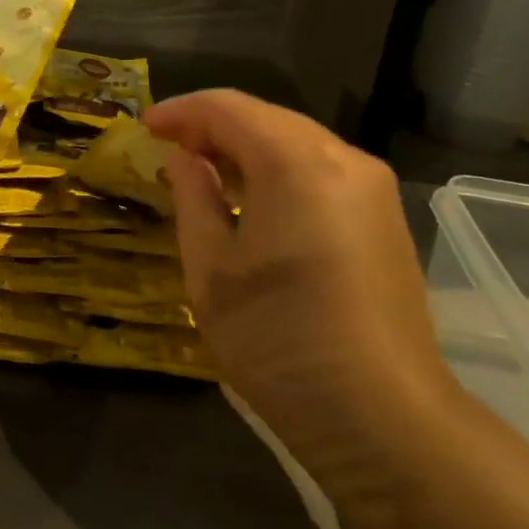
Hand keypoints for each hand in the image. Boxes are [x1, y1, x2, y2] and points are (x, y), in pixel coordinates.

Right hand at [145, 90, 455, 458]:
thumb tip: (184, 159)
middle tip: (168, 147)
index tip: (144, 127)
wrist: (384, 419)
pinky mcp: (385, 219)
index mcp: (296, 163)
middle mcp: (344, 160)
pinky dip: (276, 168)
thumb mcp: (211, 269)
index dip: (181, 111)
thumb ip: (193, 197)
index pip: (229, 108)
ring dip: (245, 146)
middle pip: (266, 118)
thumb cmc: (279, 339)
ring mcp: (373, 190)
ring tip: (201, 170)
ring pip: (296, 141)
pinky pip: (320, 169)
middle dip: (212, 125)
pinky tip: (250, 197)